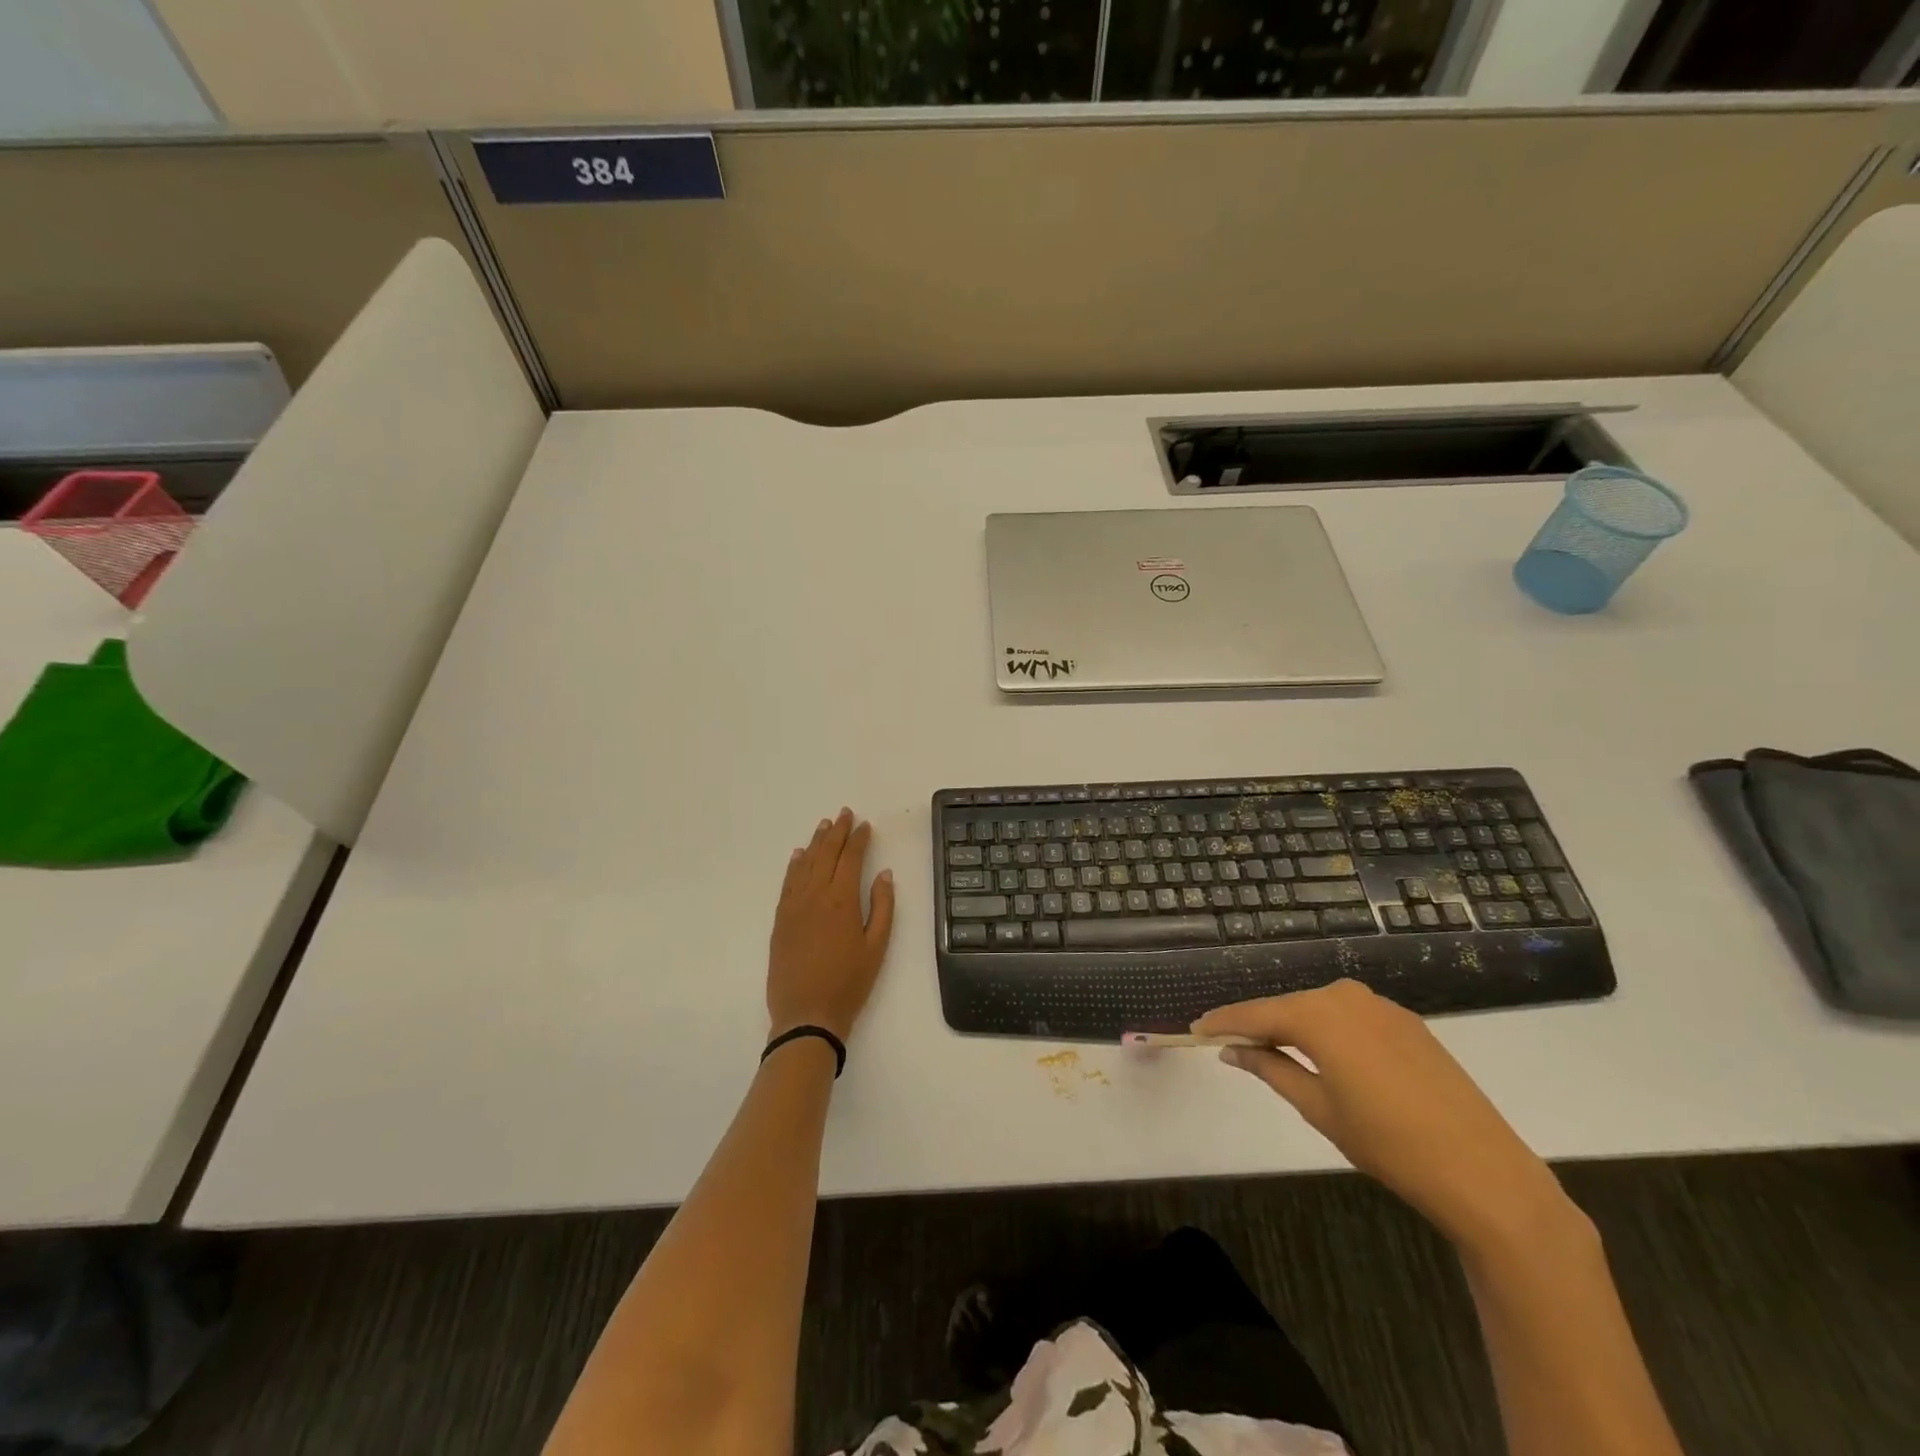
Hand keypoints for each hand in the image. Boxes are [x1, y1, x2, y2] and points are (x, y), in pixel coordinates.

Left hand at [767, 809, 895, 1042]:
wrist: (806, 1014)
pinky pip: (787, 883)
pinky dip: (794, 865)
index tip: (865, 825)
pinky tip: (798, 855)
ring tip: (823, 825)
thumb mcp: (876, 947)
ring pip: (804, 864)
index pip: (851, 858)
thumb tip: (884, 874)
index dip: (858, 839)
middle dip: (836, 832)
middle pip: (825, 854)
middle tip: (844, 814)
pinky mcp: (780, 919)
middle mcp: (815, 895)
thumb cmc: (849, 983)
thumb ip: (883, 907)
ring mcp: (793, 906)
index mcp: (842, 900)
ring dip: (815, 842)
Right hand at [1195, 980, 1582, 1257]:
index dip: (1223, 1022)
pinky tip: (1324, 1055)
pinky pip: (1350, 1018)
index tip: (1195, 1029)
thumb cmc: (1388, 1143)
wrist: (1484, 1173)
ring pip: (1319, 1010)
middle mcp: (1346, 996)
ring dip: (1294, 1027)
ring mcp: (1381, 1006)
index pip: (1256, 1014)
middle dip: (1258, 1025)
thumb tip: (1232, 1050)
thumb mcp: (1318, 1108)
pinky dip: (1328, 1031)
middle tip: (1229, 1045)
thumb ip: (1270, 1069)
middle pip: (1287, 1007)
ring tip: (1272, 1053)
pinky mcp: (1407, 1023)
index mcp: (1319, 1015)